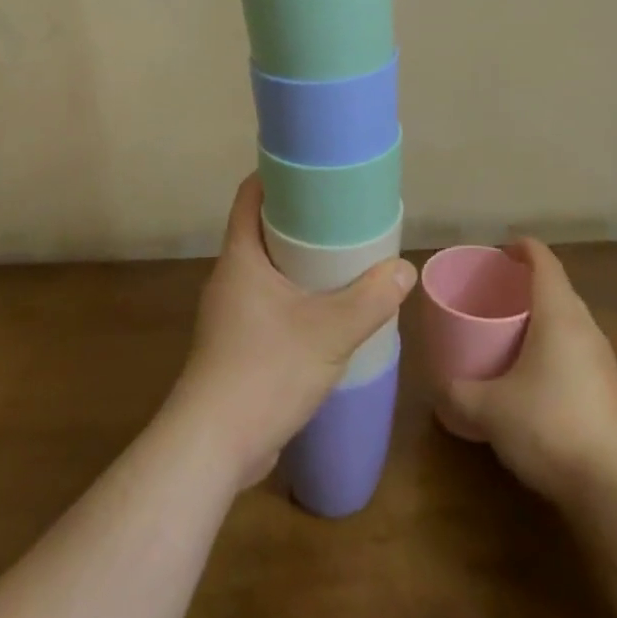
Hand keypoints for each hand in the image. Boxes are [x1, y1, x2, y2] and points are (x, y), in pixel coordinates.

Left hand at [169, 175, 416, 494]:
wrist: (213, 447)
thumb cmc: (265, 371)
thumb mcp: (329, 332)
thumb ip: (370, 299)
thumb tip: (403, 270)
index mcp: (240, 257)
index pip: (250, 195)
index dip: (277, 175)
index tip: (314, 170)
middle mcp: (230, 277)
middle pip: (262, 230)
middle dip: (300, 220)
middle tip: (342, 215)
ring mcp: (230, 313)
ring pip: (267, 270)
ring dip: (299, 262)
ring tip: (342, 260)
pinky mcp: (236, 344)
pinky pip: (268, 302)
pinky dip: (295, 297)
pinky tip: (326, 312)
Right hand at [437, 239, 616, 504]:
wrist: (613, 486)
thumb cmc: (548, 425)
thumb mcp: (488, 409)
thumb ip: (458, 393)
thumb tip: (439, 389)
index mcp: (558, 314)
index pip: (544, 261)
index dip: (522, 248)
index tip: (500, 251)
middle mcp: (585, 327)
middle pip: (558, 289)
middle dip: (528, 285)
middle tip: (495, 295)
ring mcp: (603, 360)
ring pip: (570, 322)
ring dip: (543, 319)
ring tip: (511, 333)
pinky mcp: (610, 391)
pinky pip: (577, 351)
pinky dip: (554, 349)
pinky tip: (534, 376)